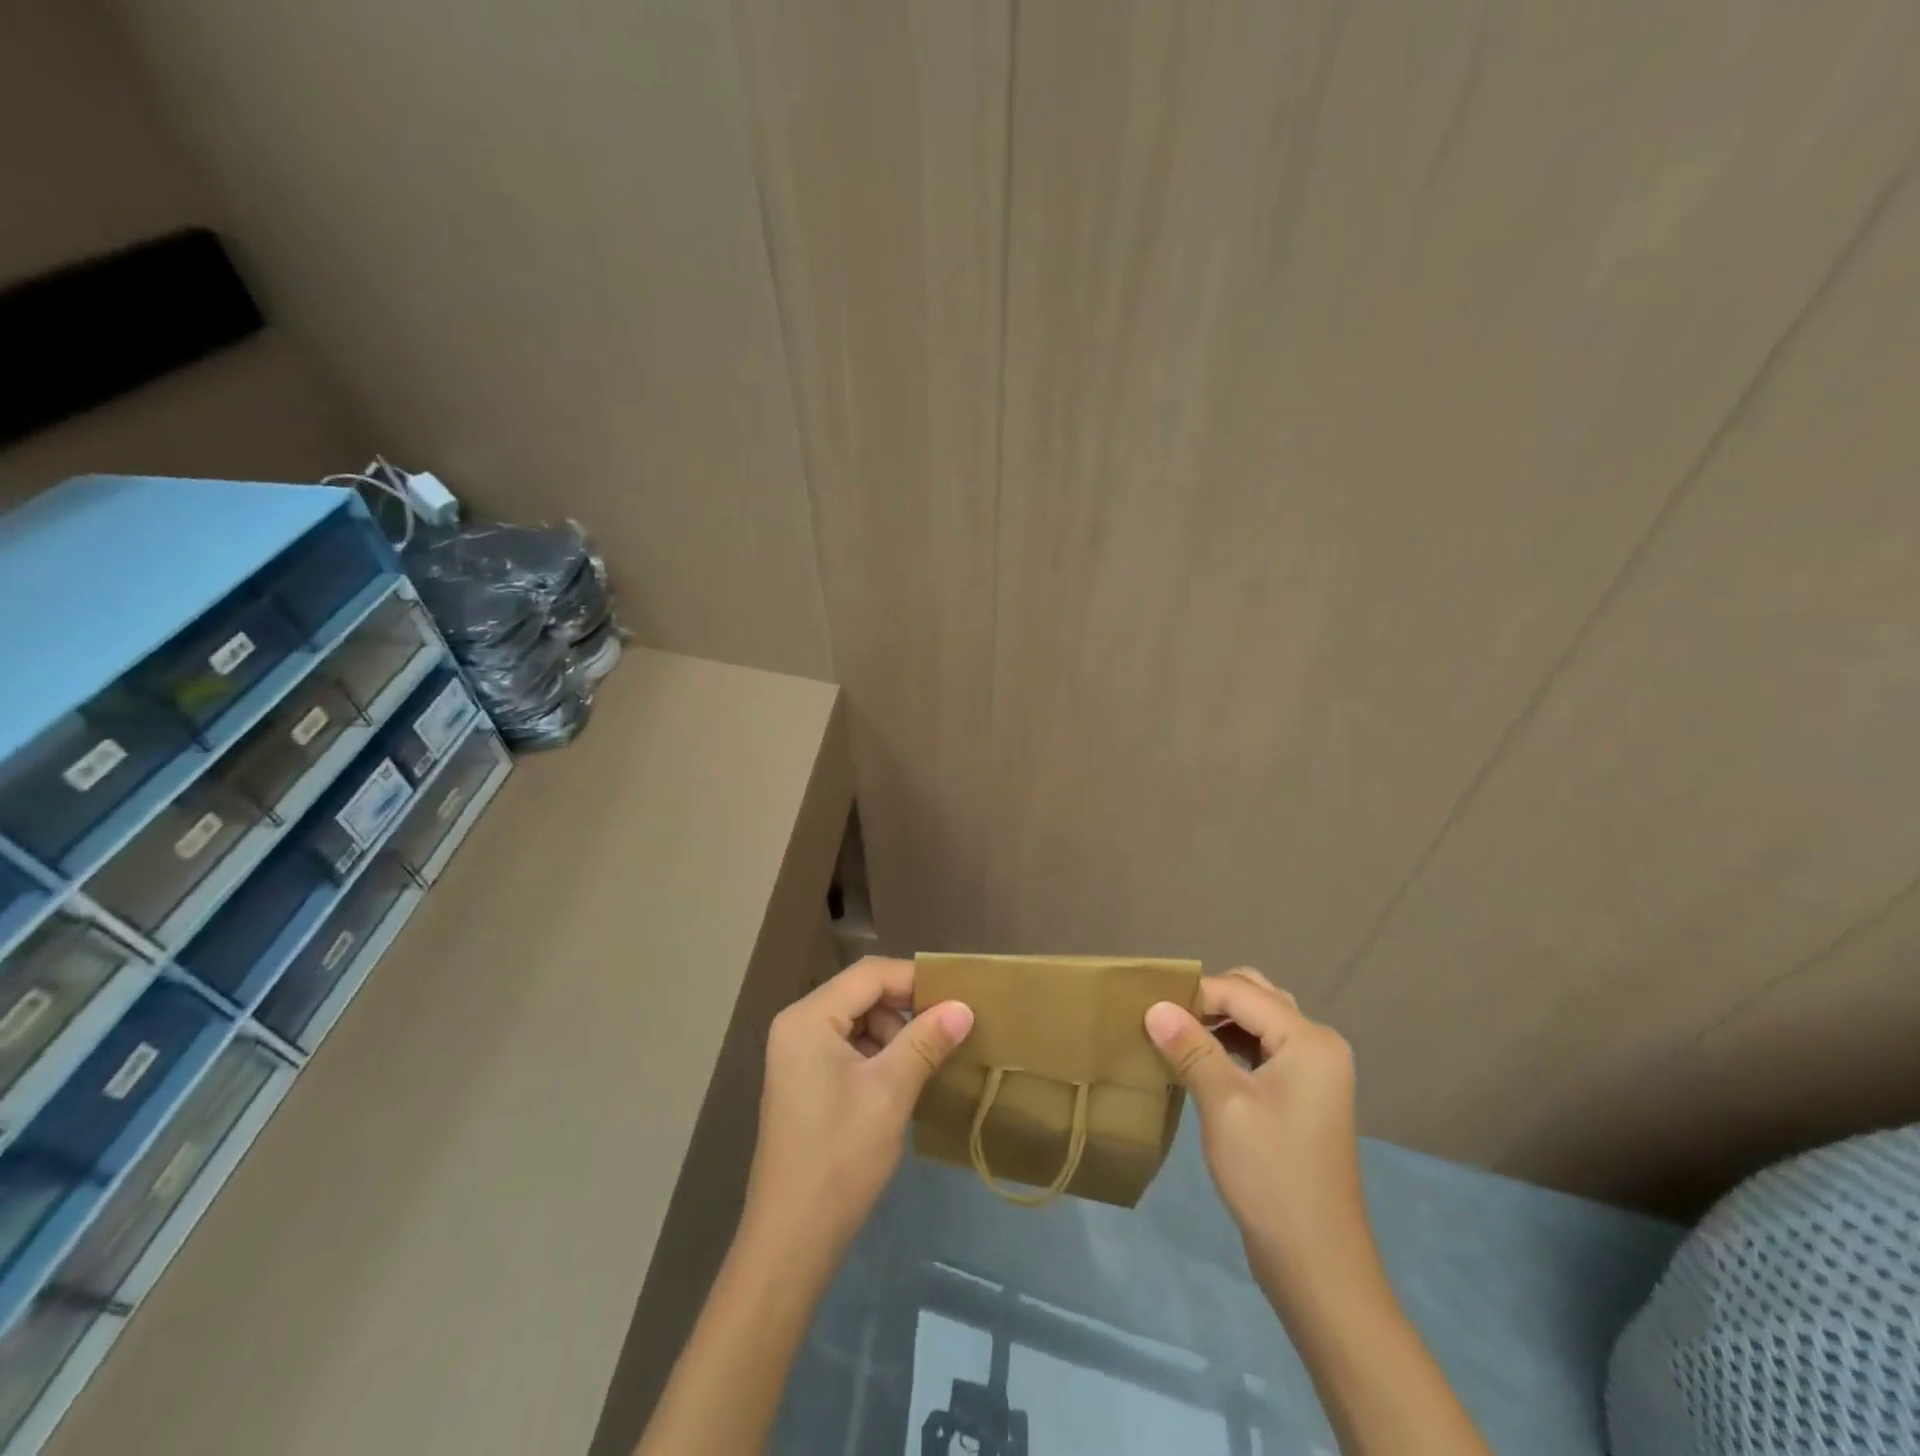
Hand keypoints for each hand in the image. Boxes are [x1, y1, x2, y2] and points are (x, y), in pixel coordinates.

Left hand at [744, 956, 973, 1253]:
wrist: (791, 1240)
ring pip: (858, 1021)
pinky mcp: (804, 1080)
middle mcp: (798, 1025)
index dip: (915, 979)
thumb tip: (963, 1007)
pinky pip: (848, 1047)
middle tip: (946, 1034)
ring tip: (926, 1064)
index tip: (958, 998)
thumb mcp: (890, 1092)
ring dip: (895, 1035)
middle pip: (862, 994)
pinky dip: (878, 1056)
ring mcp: (797, 1054)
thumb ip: (926, 1041)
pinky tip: (902, 1082)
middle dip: (906, 1010)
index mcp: (809, 1018)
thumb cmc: (840, 1157)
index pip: (869, 974)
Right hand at [1145, 969, 1369, 1302]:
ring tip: (1178, 1038)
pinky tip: (1204, 1063)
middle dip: (1209, 1001)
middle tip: (1166, 1020)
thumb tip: (1154, 1006)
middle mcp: (1319, 1044)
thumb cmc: (1270, 1175)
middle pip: (1256, 996)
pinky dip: (1233, 1046)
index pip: (1241, 992)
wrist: (1316, 1263)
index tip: (1150, 1009)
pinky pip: (1265, 1049)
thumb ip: (1190, 1048)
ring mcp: (1315, 1071)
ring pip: (1260, 1021)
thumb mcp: (1224, 1104)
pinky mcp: (1305, 1095)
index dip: (1194, 994)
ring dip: (1220, 1022)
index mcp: (1309, 1039)